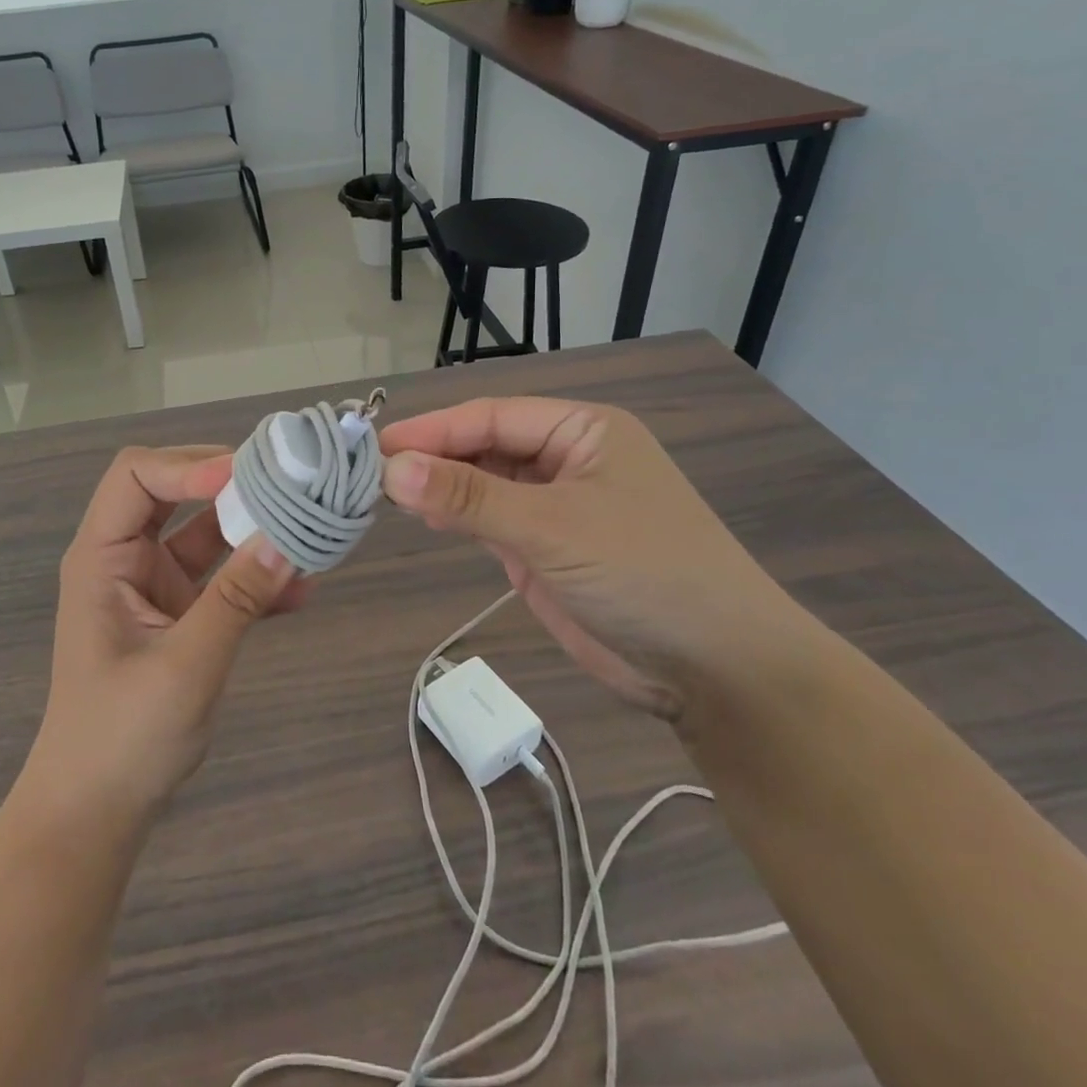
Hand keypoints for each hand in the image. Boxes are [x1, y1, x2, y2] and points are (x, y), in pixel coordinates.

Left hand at [23, 447, 301, 827]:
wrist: (97, 812)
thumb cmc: (122, 737)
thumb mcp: (185, 666)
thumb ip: (236, 601)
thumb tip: (287, 541)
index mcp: (103, 557)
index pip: (136, 477)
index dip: (188, 466)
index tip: (246, 475)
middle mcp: (126, 559)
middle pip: (174, 493)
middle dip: (228, 486)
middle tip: (286, 484)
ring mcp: (154, 587)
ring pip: (205, 534)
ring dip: (251, 531)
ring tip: (306, 530)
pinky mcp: (180, 615)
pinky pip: (222, 579)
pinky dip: (256, 579)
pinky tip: (301, 592)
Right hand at [381, 398, 808, 721]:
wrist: (717, 671)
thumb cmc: (644, 573)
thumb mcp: (551, 527)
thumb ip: (468, 497)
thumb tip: (391, 468)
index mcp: (582, 430)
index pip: (491, 416)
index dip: (432, 429)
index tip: (375, 447)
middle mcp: (568, 459)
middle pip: (484, 446)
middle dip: (433, 458)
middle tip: (369, 474)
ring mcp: (557, 507)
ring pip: (483, 484)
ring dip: (440, 487)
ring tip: (386, 495)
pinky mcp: (547, 550)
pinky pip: (490, 521)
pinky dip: (456, 518)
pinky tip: (424, 519)